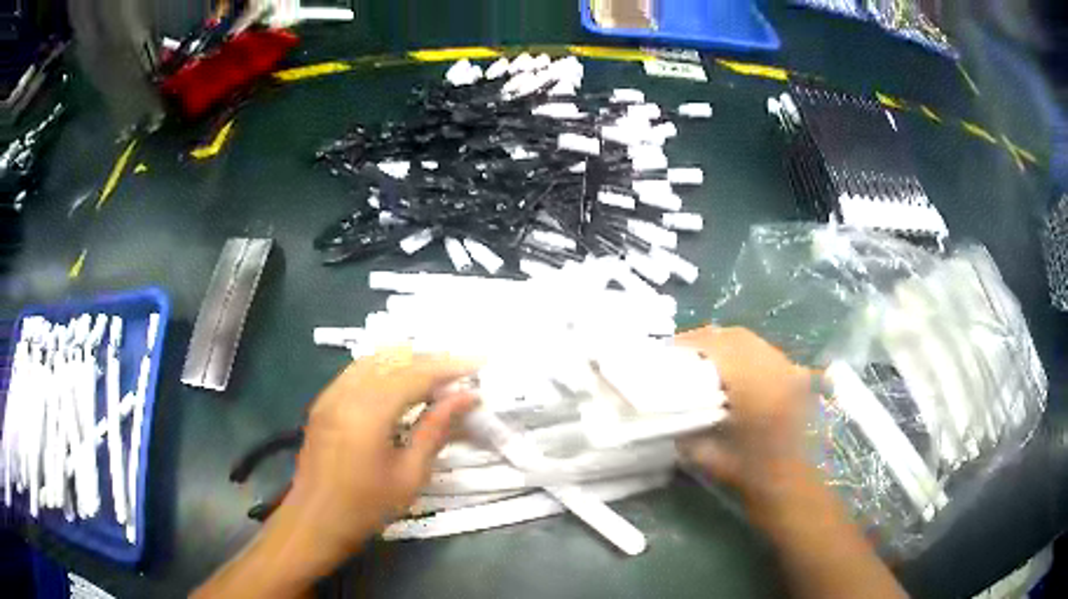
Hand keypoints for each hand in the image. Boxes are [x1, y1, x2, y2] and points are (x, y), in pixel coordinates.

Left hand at [284, 348, 475, 554]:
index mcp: (368, 412)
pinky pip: (357, 371)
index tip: (479, 363)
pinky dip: (384, 368)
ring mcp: (330, 395)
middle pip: (394, 359)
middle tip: (462, 369)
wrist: (315, 522)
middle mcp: (346, 392)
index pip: (415, 374)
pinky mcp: (323, 403)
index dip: (449, 366)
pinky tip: (400, 382)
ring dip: (407, 361)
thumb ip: (434, 430)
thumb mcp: (408, 476)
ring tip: (437, 373)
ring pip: (373, 359)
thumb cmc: (365, 507)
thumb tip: (465, 397)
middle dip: (431, 359)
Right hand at [674, 327, 816, 505]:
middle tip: (684, 353)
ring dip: (726, 344)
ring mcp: (788, 369)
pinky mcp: (795, 376)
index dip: (690, 342)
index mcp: (752, 385)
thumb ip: (684, 425)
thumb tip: (667, 403)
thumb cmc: (747, 472)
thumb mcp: (704, 454)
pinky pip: (765, 352)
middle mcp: (773, 368)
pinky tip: (734, 369)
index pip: (716, 346)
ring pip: (752, 341)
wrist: (789, 483)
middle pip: (735, 336)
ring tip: (706, 359)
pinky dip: (745, 353)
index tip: (667, 351)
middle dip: (706, 340)